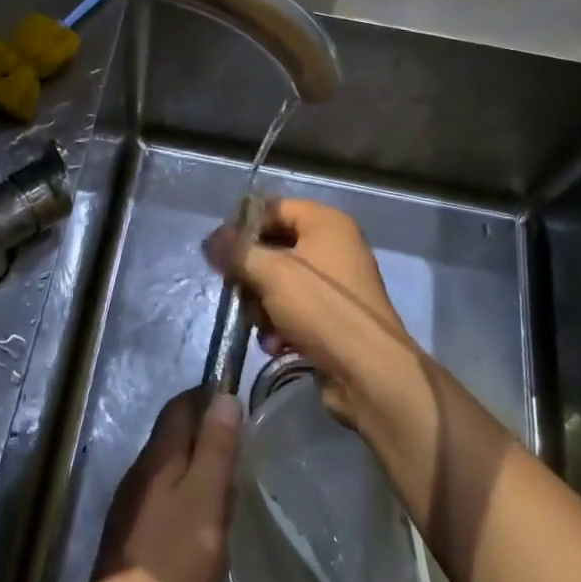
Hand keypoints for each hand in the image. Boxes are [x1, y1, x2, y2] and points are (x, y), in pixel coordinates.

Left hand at [89, 387, 241, 581]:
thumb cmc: (174, 561)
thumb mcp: (206, 498)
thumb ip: (215, 446)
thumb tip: (223, 395)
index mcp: (158, 455)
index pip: (180, 404)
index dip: (208, 397)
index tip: (239, 405)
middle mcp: (140, 471)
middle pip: (174, 435)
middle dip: (207, 434)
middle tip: (242, 451)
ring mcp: (132, 505)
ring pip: (171, 469)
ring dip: (199, 469)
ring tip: (231, 490)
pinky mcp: (133, 538)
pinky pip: (165, 500)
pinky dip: (188, 500)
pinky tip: (205, 528)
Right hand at [204, 197, 421, 429]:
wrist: (369, 373)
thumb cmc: (321, 309)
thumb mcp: (272, 273)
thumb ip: (237, 252)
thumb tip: (211, 241)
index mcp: (326, 222)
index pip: (274, 207)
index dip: (244, 225)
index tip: (220, 250)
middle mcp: (335, 246)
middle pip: (275, 246)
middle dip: (252, 273)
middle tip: (237, 290)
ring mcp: (336, 284)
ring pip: (281, 282)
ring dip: (262, 305)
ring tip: (260, 325)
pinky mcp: (334, 317)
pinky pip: (296, 309)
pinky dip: (281, 324)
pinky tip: (275, 344)